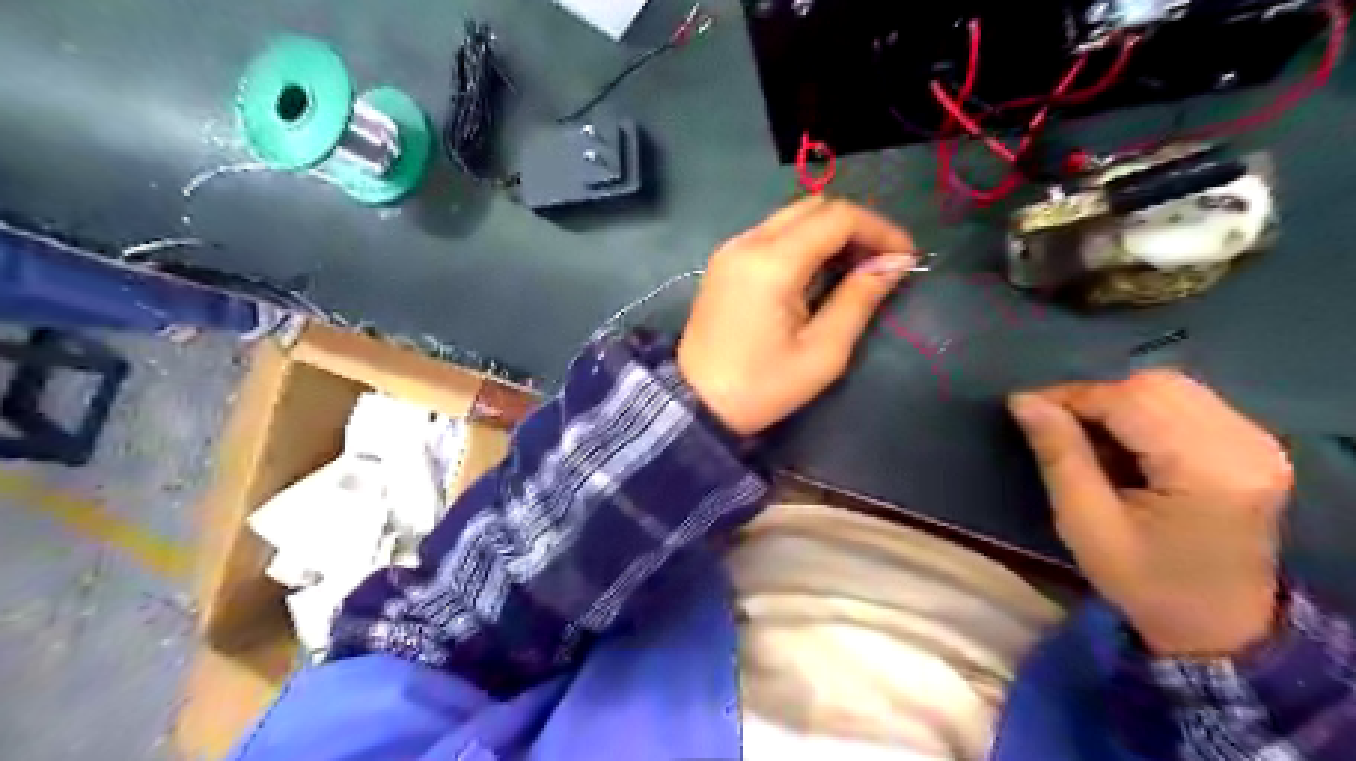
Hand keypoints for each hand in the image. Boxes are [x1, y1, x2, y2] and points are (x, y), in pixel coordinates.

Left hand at [685, 199, 915, 437]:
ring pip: (792, 217)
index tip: (906, 256)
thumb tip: (894, 262)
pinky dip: (803, 242)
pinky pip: (772, 234)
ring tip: (856, 269)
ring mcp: (730, 249)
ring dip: (830, 232)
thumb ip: (860, 299)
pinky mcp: (723, 262)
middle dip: (856, 227)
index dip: (880, 229)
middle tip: (882, 263)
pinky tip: (819, 273)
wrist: (695, 404)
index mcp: (772, 263)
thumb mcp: (822, 352)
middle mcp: (747, 242)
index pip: (837, 217)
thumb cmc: (762, 387)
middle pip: (814, 207)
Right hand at [1005, 371, 1291, 655]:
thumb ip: (1058, 454)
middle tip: (1056, 424)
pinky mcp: (1253, 444)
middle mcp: (1246, 445)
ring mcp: (1257, 442)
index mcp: (1210, 471)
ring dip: (1117, 401)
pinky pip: (1186, 401)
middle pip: (1156, 385)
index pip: (1132, 401)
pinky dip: (1142, 410)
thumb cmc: (1144, 582)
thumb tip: (1023, 401)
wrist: (1218, 625)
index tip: (1026, 408)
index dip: (1072, 396)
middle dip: (1095, 397)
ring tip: (1087, 434)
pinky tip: (1124, 441)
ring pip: (1170, 387)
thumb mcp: (1084, 523)